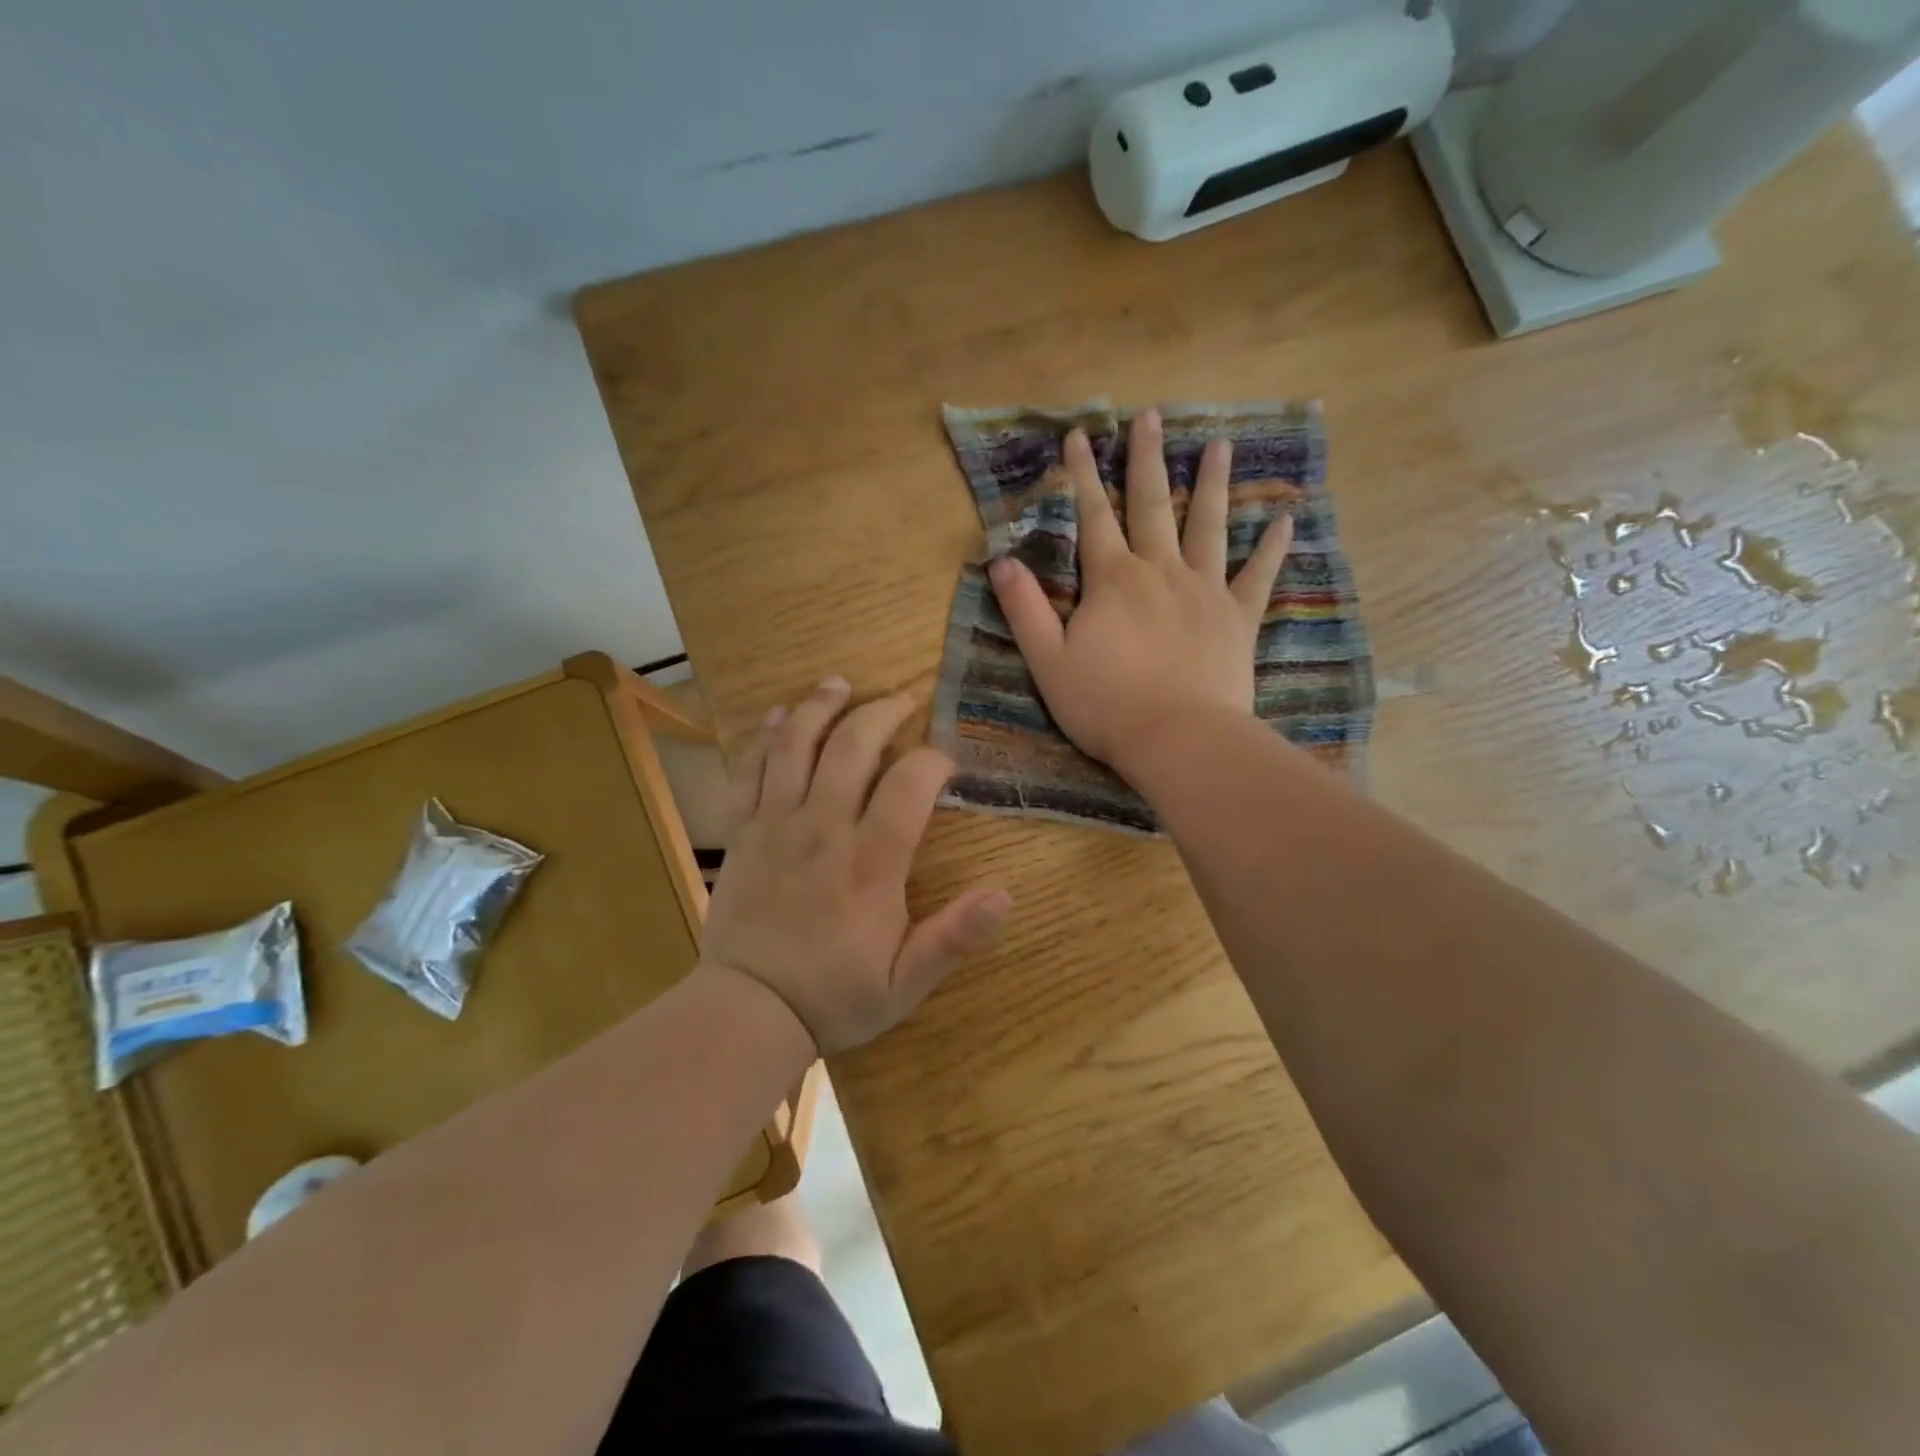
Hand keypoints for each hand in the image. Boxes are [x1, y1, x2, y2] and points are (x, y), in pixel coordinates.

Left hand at [701, 678, 1012, 1054]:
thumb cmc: (834, 995)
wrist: (747, 1012)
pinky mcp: (741, 830)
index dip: (933, 761)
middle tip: (904, 700)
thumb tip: (1005, 896)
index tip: (946, 763)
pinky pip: (749, 769)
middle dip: (882, 713)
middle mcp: (822, 830)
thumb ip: (954, 938)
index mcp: (869, 865)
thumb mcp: (906, 982)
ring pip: (796, 744)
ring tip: (841, 684)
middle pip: (852, 746)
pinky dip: (765, 737)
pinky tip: (779, 715)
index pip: (908, 786)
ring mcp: (775, 824)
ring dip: (820, 707)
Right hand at [987, 409, 1292, 774]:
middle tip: (1150, 416)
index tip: (1080, 435)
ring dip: (1212, 484)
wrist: (1177, 739)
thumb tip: (1001, 561)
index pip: (1093, 516)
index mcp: (1112, 580)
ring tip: (1219, 444)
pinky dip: (1272, 548)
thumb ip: (1025, 609)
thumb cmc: (1105, 705)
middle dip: (1147, 460)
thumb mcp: (1048, 661)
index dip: (1083, 475)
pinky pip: (1258, 575)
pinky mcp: (1237, 618)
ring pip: (1209, 526)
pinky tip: (1285, 520)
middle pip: (1153, 505)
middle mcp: (1160, 571)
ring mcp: (1205, 591)